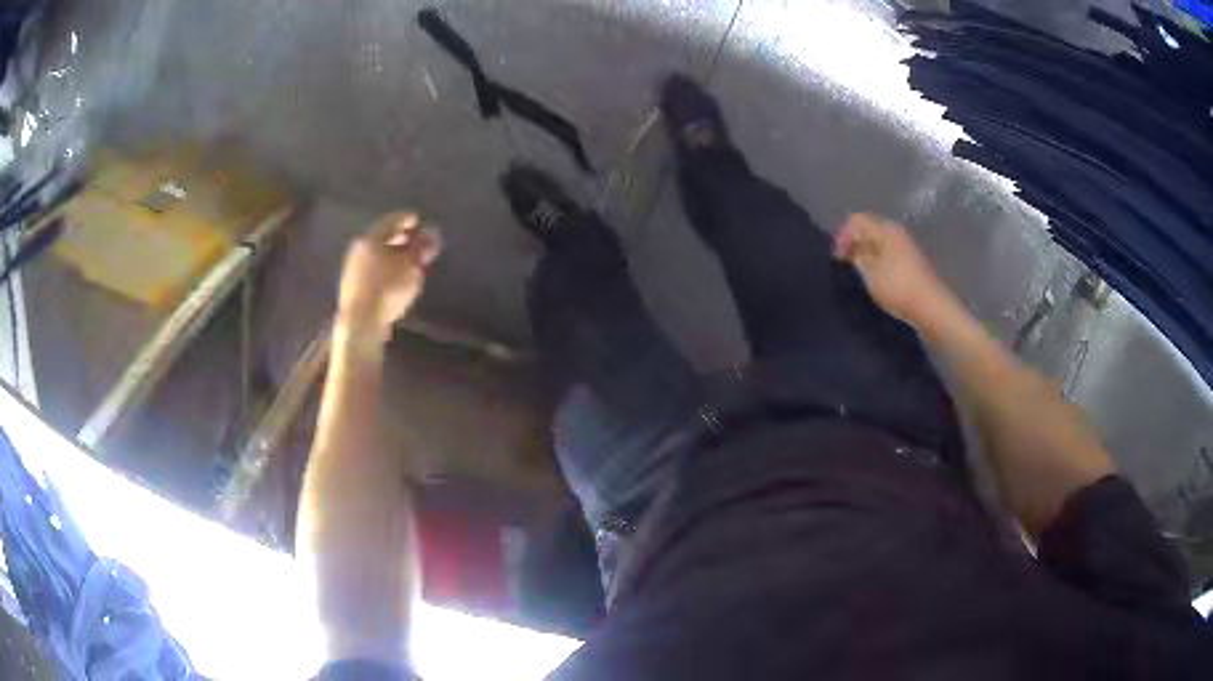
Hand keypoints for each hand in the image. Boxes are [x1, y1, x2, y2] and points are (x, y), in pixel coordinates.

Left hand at [338, 213, 441, 340]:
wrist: (361, 323)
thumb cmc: (387, 288)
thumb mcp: (411, 267)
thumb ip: (421, 249)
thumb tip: (432, 236)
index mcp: (369, 238)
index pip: (391, 221)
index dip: (407, 220)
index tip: (419, 221)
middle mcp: (358, 250)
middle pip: (382, 238)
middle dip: (400, 239)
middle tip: (417, 241)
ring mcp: (353, 270)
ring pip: (377, 255)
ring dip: (393, 255)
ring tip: (410, 262)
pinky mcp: (353, 289)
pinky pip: (373, 271)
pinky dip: (386, 269)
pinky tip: (396, 278)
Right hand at [832, 213, 951, 326]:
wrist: (931, 307)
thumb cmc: (898, 287)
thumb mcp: (870, 274)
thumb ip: (857, 259)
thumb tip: (850, 252)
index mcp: (886, 229)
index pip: (856, 220)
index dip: (843, 235)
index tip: (837, 258)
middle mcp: (897, 233)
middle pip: (869, 230)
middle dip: (854, 245)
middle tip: (844, 265)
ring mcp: (906, 247)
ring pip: (879, 244)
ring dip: (866, 256)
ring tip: (858, 274)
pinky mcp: (911, 263)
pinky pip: (888, 256)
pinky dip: (878, 263)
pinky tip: (874, 280)